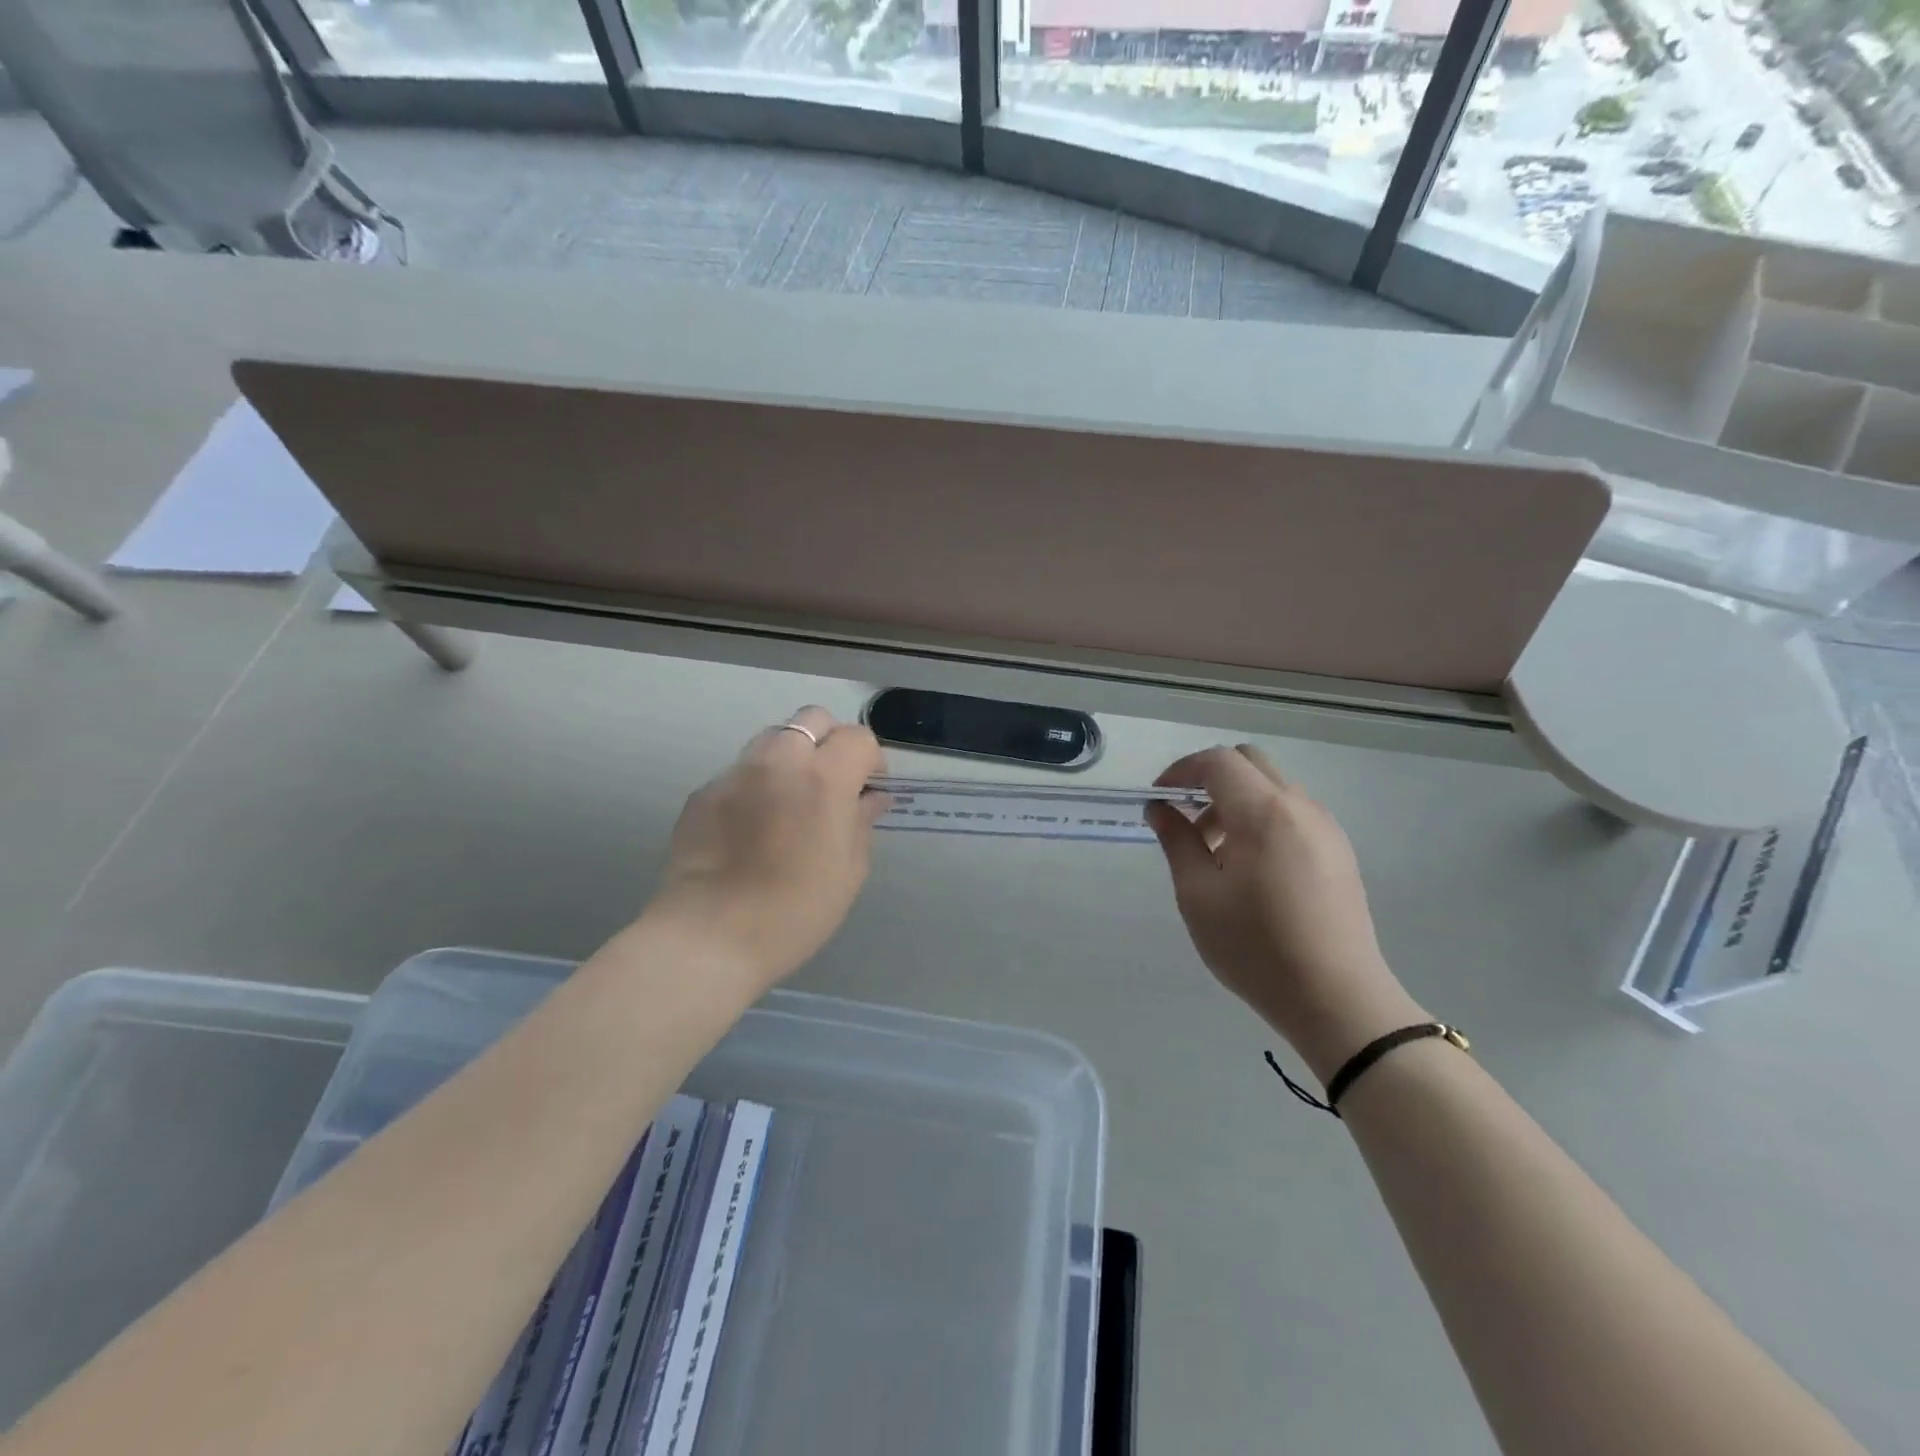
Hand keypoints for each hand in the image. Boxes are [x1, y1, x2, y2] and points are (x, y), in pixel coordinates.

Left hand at [649, 707, 887, 992]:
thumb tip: (870, 799)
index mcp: (824, 778)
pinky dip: (756, 784)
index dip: (870, 759)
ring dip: (791, 756)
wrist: (709, 937)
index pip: (857, 737)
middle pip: (812, 719)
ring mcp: (735, 773)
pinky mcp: (703, 792)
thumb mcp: (848, 872)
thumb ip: (862, 823)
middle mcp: (779, 761)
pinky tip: (752, 825)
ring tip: (790, 799)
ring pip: (772, 738)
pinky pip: (740, 772)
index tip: (868, 788)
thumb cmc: (795, 911)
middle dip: (831, 741)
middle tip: (833, 782)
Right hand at [1147, 745, 1423, 1084]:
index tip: (1159, 800)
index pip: (1217, 761)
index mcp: (1263, 813)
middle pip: (1249, 762)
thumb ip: (1177, 841)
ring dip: (1236, 799)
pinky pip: (1293, 811)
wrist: (1336, 999)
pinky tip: (1250, 866)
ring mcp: (1326, 827)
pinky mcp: (1339, 850)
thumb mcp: (1199, 895)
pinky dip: (1261, 817)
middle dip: (1210, 778)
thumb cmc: (1255, 948)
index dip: (1181, 770)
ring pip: (1273, 786)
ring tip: (1215, 851)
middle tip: (1186, 818)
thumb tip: (1160, 808)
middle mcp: (1300, 807)